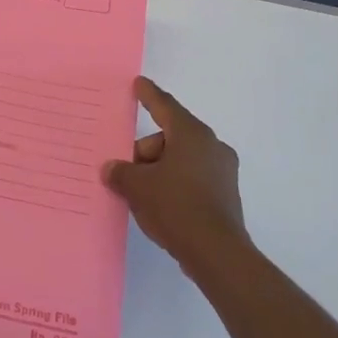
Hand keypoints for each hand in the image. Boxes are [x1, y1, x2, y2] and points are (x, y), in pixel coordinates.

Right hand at [103, 77, 252, 283]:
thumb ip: (120, 172)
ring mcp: (222, 171)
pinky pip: (191, 178)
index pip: (164, 106)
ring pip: (180, 159)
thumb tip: (112, 169)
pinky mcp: (225, 195)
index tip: (138, 84)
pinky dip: (173, 184)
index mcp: (192, 135)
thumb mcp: (137, 186)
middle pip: (169, 137)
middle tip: (125, 172)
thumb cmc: (175, 207)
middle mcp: (211, 146)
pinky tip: (158, 205)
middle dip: (145, 151)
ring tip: (139, 194)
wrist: (216, 253)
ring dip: (158, 170)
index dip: (148, 95)